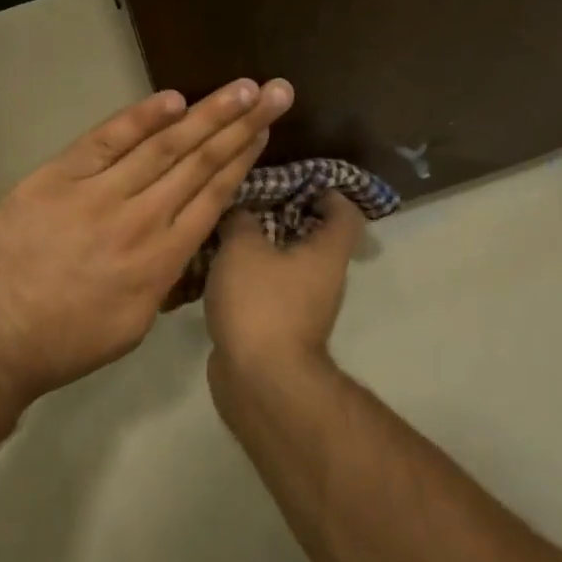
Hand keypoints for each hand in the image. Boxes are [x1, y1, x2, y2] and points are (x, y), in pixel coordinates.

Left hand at [0, 79, 293, 404]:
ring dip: (206, 114)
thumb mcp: (133, 325)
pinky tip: (172, 99)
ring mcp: (98, 193)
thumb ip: (164, 279)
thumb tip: (182, 243)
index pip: (213, 197)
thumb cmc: (63, 343)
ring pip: (163, 146)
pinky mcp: (58, 177)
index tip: (264, 130)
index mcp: (162, 260)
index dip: (242, 159)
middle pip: (200, 162)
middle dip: (241, 124)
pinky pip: (106, 139)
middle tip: (275, 92)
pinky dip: (139, 118)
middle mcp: (140, 219)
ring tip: (240, 88)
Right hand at [204, 191, 363, 386]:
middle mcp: (324, 279)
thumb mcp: (243, 248)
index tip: (297, 182)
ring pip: (285, 266)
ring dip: (260, 249)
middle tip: (249, 201)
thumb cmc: (261, 303)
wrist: (259, 380)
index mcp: (327, 253)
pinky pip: (267, 292)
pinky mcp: (279, 329)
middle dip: (282, 216)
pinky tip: (216, 270)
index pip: (345, 213)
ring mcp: (304, 308)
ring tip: (225, 231)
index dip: (328, 192)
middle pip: (312, 238)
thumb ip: (240, 220)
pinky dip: (248, 279)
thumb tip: (239, 212)